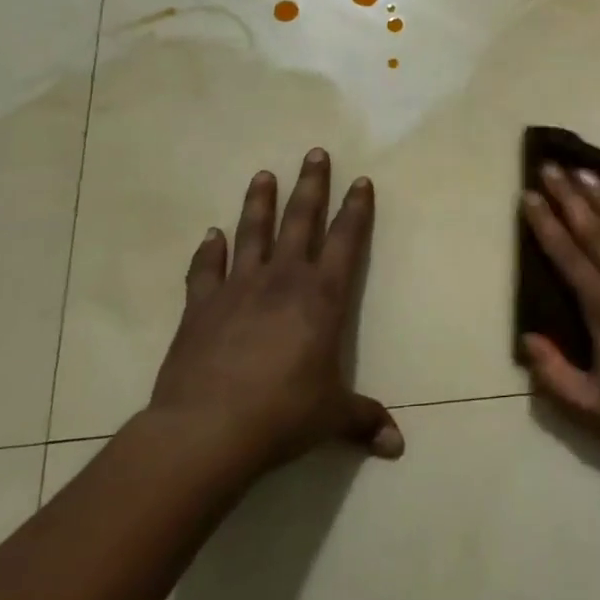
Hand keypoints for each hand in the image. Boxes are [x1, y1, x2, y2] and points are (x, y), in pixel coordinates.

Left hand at [148, 149, 402, 472]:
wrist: (207, 430)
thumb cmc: (283, 415)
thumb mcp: (331, 417)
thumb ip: (364, 421)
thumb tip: (397, 447)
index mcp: (322, 296)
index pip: (346, 241)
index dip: (356, 209)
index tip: (361, 181)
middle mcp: (284, 279)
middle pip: (301, 220)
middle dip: (311, 185)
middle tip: (315, 153)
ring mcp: (239, 287)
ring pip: (253, 232)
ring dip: (259, 202)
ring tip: (263, 174)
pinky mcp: (201, 306)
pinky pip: (206, 269)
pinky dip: (208, 250)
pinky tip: (211, 234)